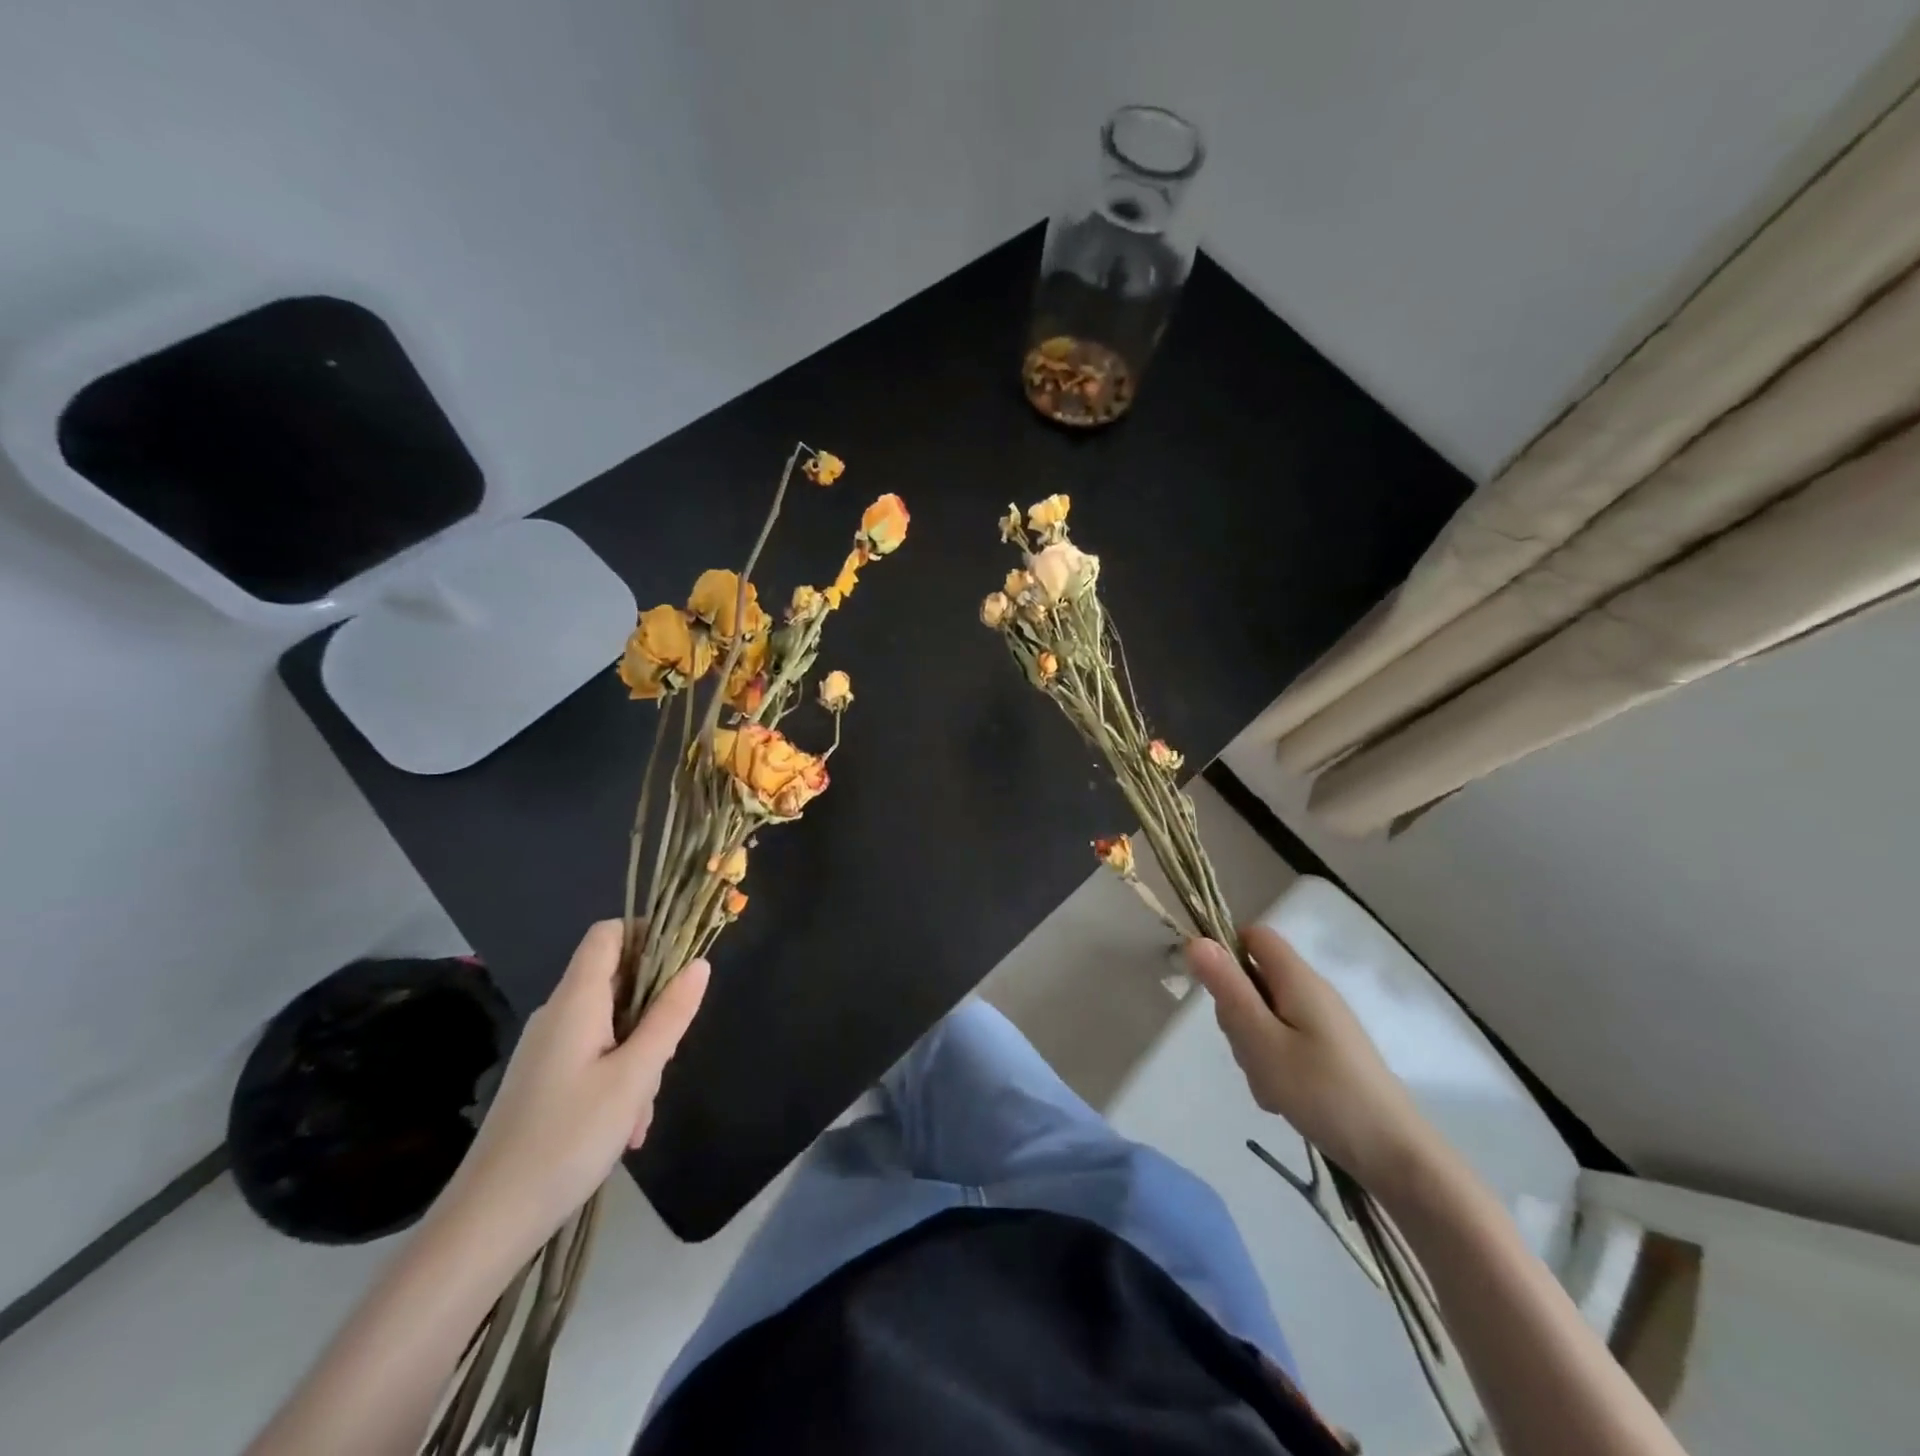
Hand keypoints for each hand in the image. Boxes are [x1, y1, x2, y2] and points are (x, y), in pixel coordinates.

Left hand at [435, 921, 709, 1260]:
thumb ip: (670, 1016)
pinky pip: (594, 1056)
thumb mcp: (635, 1075)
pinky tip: (625, 1129)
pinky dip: (618, 1078)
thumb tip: (699, 964)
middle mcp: (558, 1014)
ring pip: (612, 1026)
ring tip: (641, 1112)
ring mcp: (548, 1049)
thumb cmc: (568, 1137)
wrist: (487, 1221)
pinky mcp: (543, 1080)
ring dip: (639, 1056)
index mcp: (576, 1000)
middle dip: (654, 1012)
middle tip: (665, 1060)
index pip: (608, 934)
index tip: (682, 965)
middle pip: (617, 982)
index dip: (647, 933)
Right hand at [1185, 924, 1438, 1194]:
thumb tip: (1196, 940)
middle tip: (1247, 1049)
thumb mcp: (1261, 1040)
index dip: (1226, 952)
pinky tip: (1281, 1097)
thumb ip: (1228, 989)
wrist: (1395, 1156)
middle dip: (1237, 1011)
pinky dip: (1273, 1062)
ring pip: (1265, 1013)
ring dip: (1252, 1043)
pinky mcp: (1328, 1051)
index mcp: (1298, 979)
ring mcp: (1322, 1023)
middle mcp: (1312, 992)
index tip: (1216, 993)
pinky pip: (1284, 1040)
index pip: (1254, 936)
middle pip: (1255, 977)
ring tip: (1267, 1081)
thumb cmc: (1322, 1092)